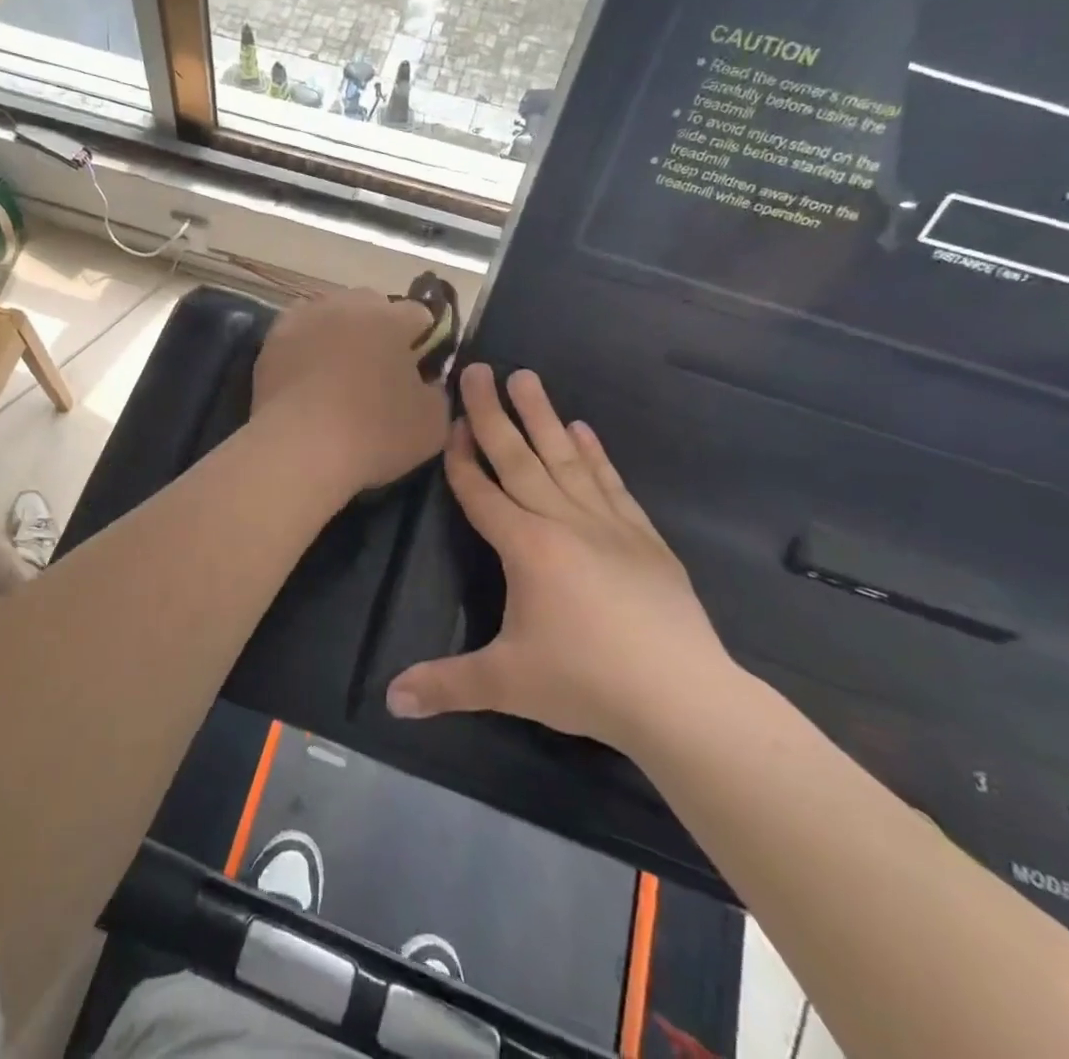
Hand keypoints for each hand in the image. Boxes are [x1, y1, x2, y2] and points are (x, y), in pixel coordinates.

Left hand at [251, 289, 449, 496]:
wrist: (299, 448)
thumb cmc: (374, 433)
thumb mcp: (432, 423)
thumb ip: (437, 392)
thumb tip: (427, 382)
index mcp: (391, 317)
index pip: (419, 315)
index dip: (424, 342)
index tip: (420, 371)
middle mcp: (347, 305)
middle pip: (372, 307)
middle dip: (380, 331)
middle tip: (379, 372)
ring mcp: (305, 318)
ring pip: (332, 315)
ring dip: (341, 334)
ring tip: (338, 374)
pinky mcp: (273, 339)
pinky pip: (300, 335)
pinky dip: (307, 349)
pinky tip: (308, 380)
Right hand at [386, 364, 732, 751]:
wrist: (682, 698)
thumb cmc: (585, 682)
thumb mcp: (505, 683)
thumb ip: (444, 684)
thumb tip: (387, 701)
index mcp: (525, 547)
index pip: (481, 492)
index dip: (461, 458)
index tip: (450, 420)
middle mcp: (563, 522)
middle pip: (519, 458)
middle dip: (493, 413)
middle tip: (479, 368)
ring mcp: (607, 525)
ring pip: (565, 459)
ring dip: (543, 416)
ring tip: (528, 377)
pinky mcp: (643, 537)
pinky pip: (611, 484)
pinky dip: (594, 454)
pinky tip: (583, 430)